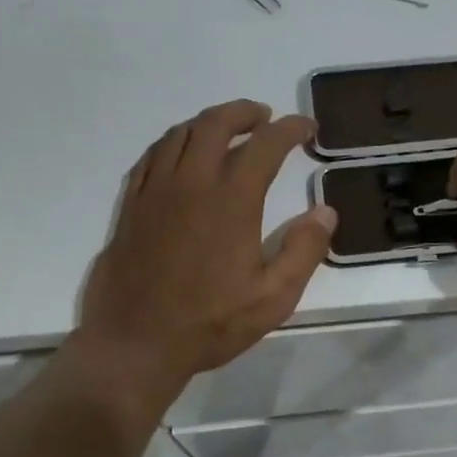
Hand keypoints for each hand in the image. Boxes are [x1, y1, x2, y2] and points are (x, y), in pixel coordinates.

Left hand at [75, 100, 335, 402]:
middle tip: (264, 118)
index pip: (265, 145)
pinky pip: (151, 157)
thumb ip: (303, 251)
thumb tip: (326, 212)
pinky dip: (173, 143)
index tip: (306, 128)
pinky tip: (181, 156)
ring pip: (179, 134)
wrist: (135, 344)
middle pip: (215, 124)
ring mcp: (155, 192)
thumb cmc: (210, 324)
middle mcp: (191, 184)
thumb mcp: (273, 298)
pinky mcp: (131, 207)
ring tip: (226, 130)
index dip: (290, 129)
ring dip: (208, 123)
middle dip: (244, 112)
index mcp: (231, 201)